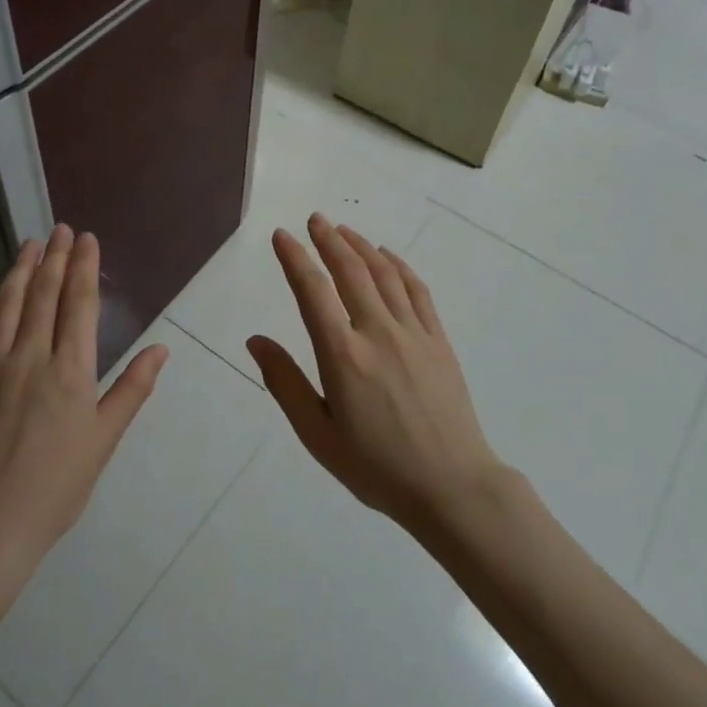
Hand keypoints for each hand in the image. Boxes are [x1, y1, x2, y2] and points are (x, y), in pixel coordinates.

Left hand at [0, 226, 168, 569]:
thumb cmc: (56, 487)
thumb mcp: (104, 441)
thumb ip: (131, 390)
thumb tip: (160, 348)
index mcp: (69, 372)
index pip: (79, 305)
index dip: (84, 268)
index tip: (87, 239)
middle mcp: (30, 357)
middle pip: (45, 295)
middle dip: (56, 258)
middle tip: (62, 230)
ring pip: (7, 304)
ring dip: (20, 269)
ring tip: (31, 242)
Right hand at [246, 213, 504, 533]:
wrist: (452, 487)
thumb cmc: (376, 467)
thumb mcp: (318, 435)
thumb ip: (285, 383)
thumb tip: (255, 340)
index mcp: (343, 356)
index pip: (312, 292)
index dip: (295, 258)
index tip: (281, 235)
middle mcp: (377, 333)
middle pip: (350, 271)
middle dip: (328, 240)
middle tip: (314, 219)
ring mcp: (413, 333)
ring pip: (383, 274)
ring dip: (360, 246)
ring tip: (343, 230)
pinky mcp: (438, 340)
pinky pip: (416, 291)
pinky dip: (399, 266)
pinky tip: (387, 257)